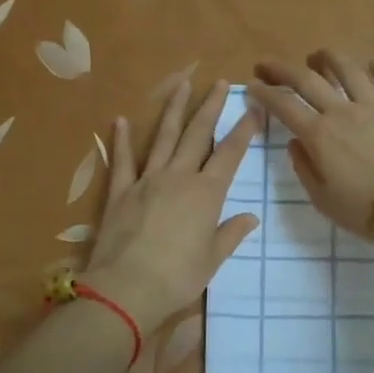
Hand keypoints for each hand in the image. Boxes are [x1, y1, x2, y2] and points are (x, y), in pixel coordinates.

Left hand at [83, 80, 260, 333]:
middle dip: (211, 108)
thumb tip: (250, 217)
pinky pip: (122, 161)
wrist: (125, 289)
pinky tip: (120, 120)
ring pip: (164, 138)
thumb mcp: (212, 259)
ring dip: (174, 111)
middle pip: (198, 135)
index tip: (254, 109)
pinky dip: (121, 140)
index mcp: (206, 194)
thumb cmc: (177, 278)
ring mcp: (146, 181)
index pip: (230, 155)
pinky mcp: (119, 192)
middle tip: (219, 83)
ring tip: (182, 85)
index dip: (243, 131)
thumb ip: (230, 233)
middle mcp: (178, 178)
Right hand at [249, 49, 373, 240]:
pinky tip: (373, 63)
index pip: (284, 106)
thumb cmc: (364, 209)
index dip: (265, 93)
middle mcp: (343, 112)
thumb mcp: (322, 198)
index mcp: (319, 135)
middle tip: (268, 63)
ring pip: (349, 71)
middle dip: (283, 69)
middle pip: (308, 80)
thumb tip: (297, 143)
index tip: (252, 85)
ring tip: (318, 54)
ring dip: (329, 58)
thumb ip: (305, 168)